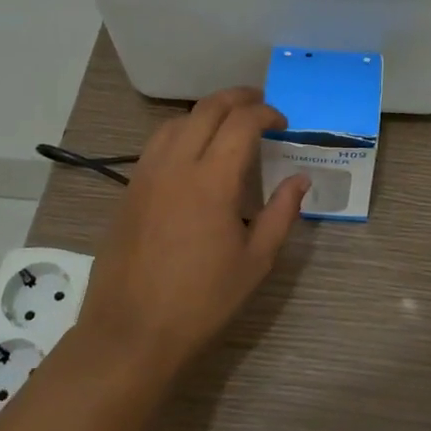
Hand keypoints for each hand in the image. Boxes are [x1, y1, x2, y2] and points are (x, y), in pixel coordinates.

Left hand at [77, 87, 309, 380]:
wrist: (131, 332)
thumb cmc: (202, 301)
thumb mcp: (256, 262)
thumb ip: (282, 213)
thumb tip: (300, 179)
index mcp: (213, 181)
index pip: (241, 123)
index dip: (266, 113)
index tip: (282, 123)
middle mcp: (177, 165)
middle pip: (207, 109)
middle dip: (237, 99)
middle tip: (260, 105)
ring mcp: (147, 175)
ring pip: (176, 121)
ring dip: (206, 112)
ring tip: (227, 123)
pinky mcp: (129, 190)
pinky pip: (156, 143)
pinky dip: (181, 131)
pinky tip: (193, 152)